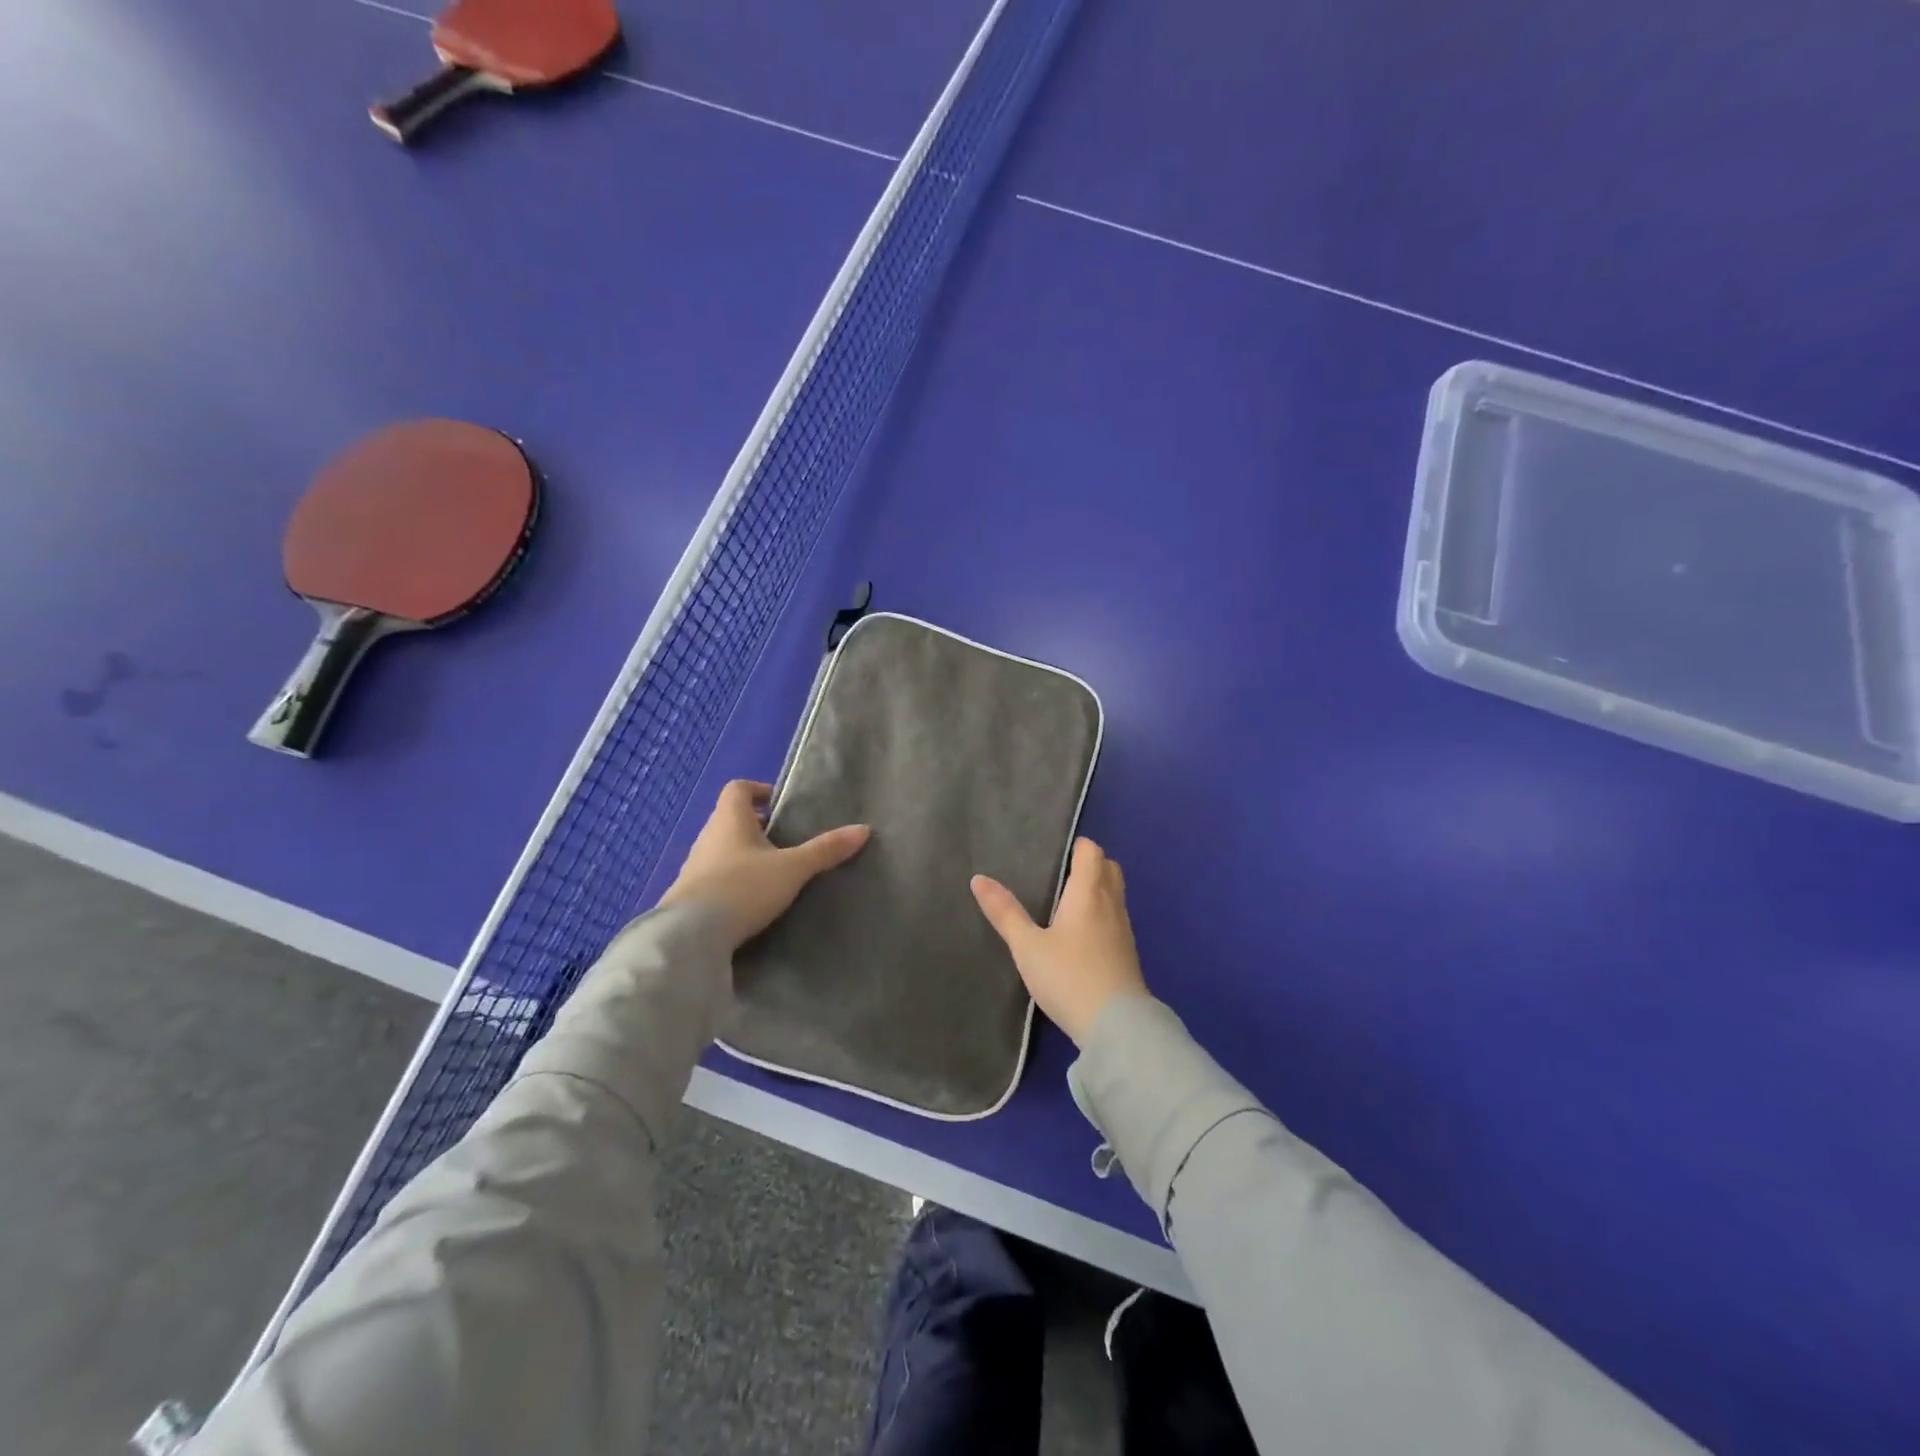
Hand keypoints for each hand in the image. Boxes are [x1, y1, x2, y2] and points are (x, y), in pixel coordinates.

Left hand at [661, 780, 869, 948]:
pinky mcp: (689, 896)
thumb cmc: (743, 888)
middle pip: (731, 820)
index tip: (781, 805)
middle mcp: (707, 837)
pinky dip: (733, 881)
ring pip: (723, 850)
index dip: (759, 791)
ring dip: (745, 856)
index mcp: (729, 819)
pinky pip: (714, 877)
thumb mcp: (792, 869)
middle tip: (787, 842)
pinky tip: (752, 900)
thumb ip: (826, 850)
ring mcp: (694, 867)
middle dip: (758, 827)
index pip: (738, 789)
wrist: (690, 937)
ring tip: (774, 873)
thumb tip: (863, 829)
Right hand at [971, 838, 1148, 1046]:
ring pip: (1116, 894)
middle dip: (1091, 864)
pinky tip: (1084, 934)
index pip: (1092, 852)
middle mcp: (1111, 904)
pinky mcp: (1128, 953)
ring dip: (1099, 889)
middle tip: (1064, 873)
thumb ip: (1005, 912)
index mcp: (1088, 893)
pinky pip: (1117, 918)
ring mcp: (1124, 929)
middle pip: (1109, 868)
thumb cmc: (1068, 977)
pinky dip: (1103, 913)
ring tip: (1070, 901)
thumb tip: (979, 879)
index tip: (1059, 852)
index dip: (1078, 847)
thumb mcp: (1027, 946)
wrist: (1116, 1026)